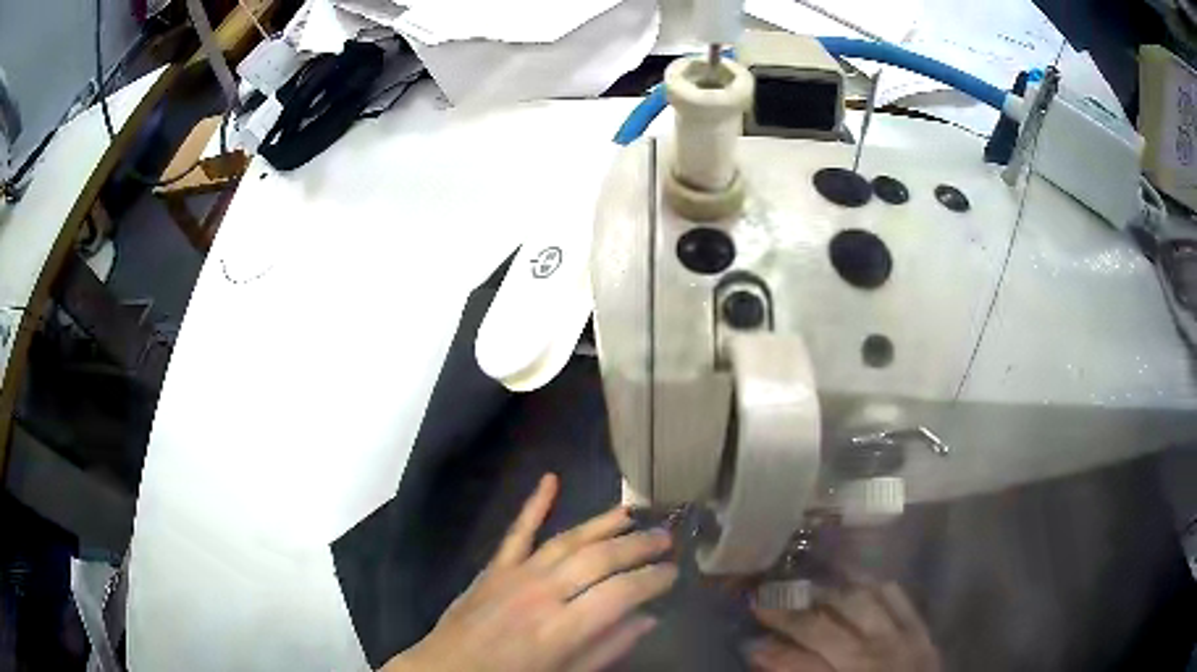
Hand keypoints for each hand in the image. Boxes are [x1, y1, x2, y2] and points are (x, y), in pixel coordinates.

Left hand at [382, 474, 677, 671]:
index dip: (653, 580)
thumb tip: (648, 619)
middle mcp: (542, 594)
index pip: (621, 593)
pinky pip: (517, 531)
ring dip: (604, 524)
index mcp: (562, 629)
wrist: (447, 671)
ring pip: (568, 539)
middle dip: (638, 546)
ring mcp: (515, 575)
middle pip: (599, 559)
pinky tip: (550, 479)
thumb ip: (608, 649)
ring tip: (634, 513)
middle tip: (667, 538)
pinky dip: (534, 504)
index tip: (674, 572)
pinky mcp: (494, 567)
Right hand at [747, 582, 939, 671]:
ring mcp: (898, 637)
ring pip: (859, 601)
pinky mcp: (919, 628)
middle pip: (823, 626)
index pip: (799, 663)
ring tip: (803, 580)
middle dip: (788, 612)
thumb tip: (767, 658)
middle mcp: (870, 656)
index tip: (747, 639)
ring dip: (827, 590)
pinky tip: (854, 576)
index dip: (770, 651)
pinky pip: (895, 595)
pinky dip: (872, 584)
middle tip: (760, 596)